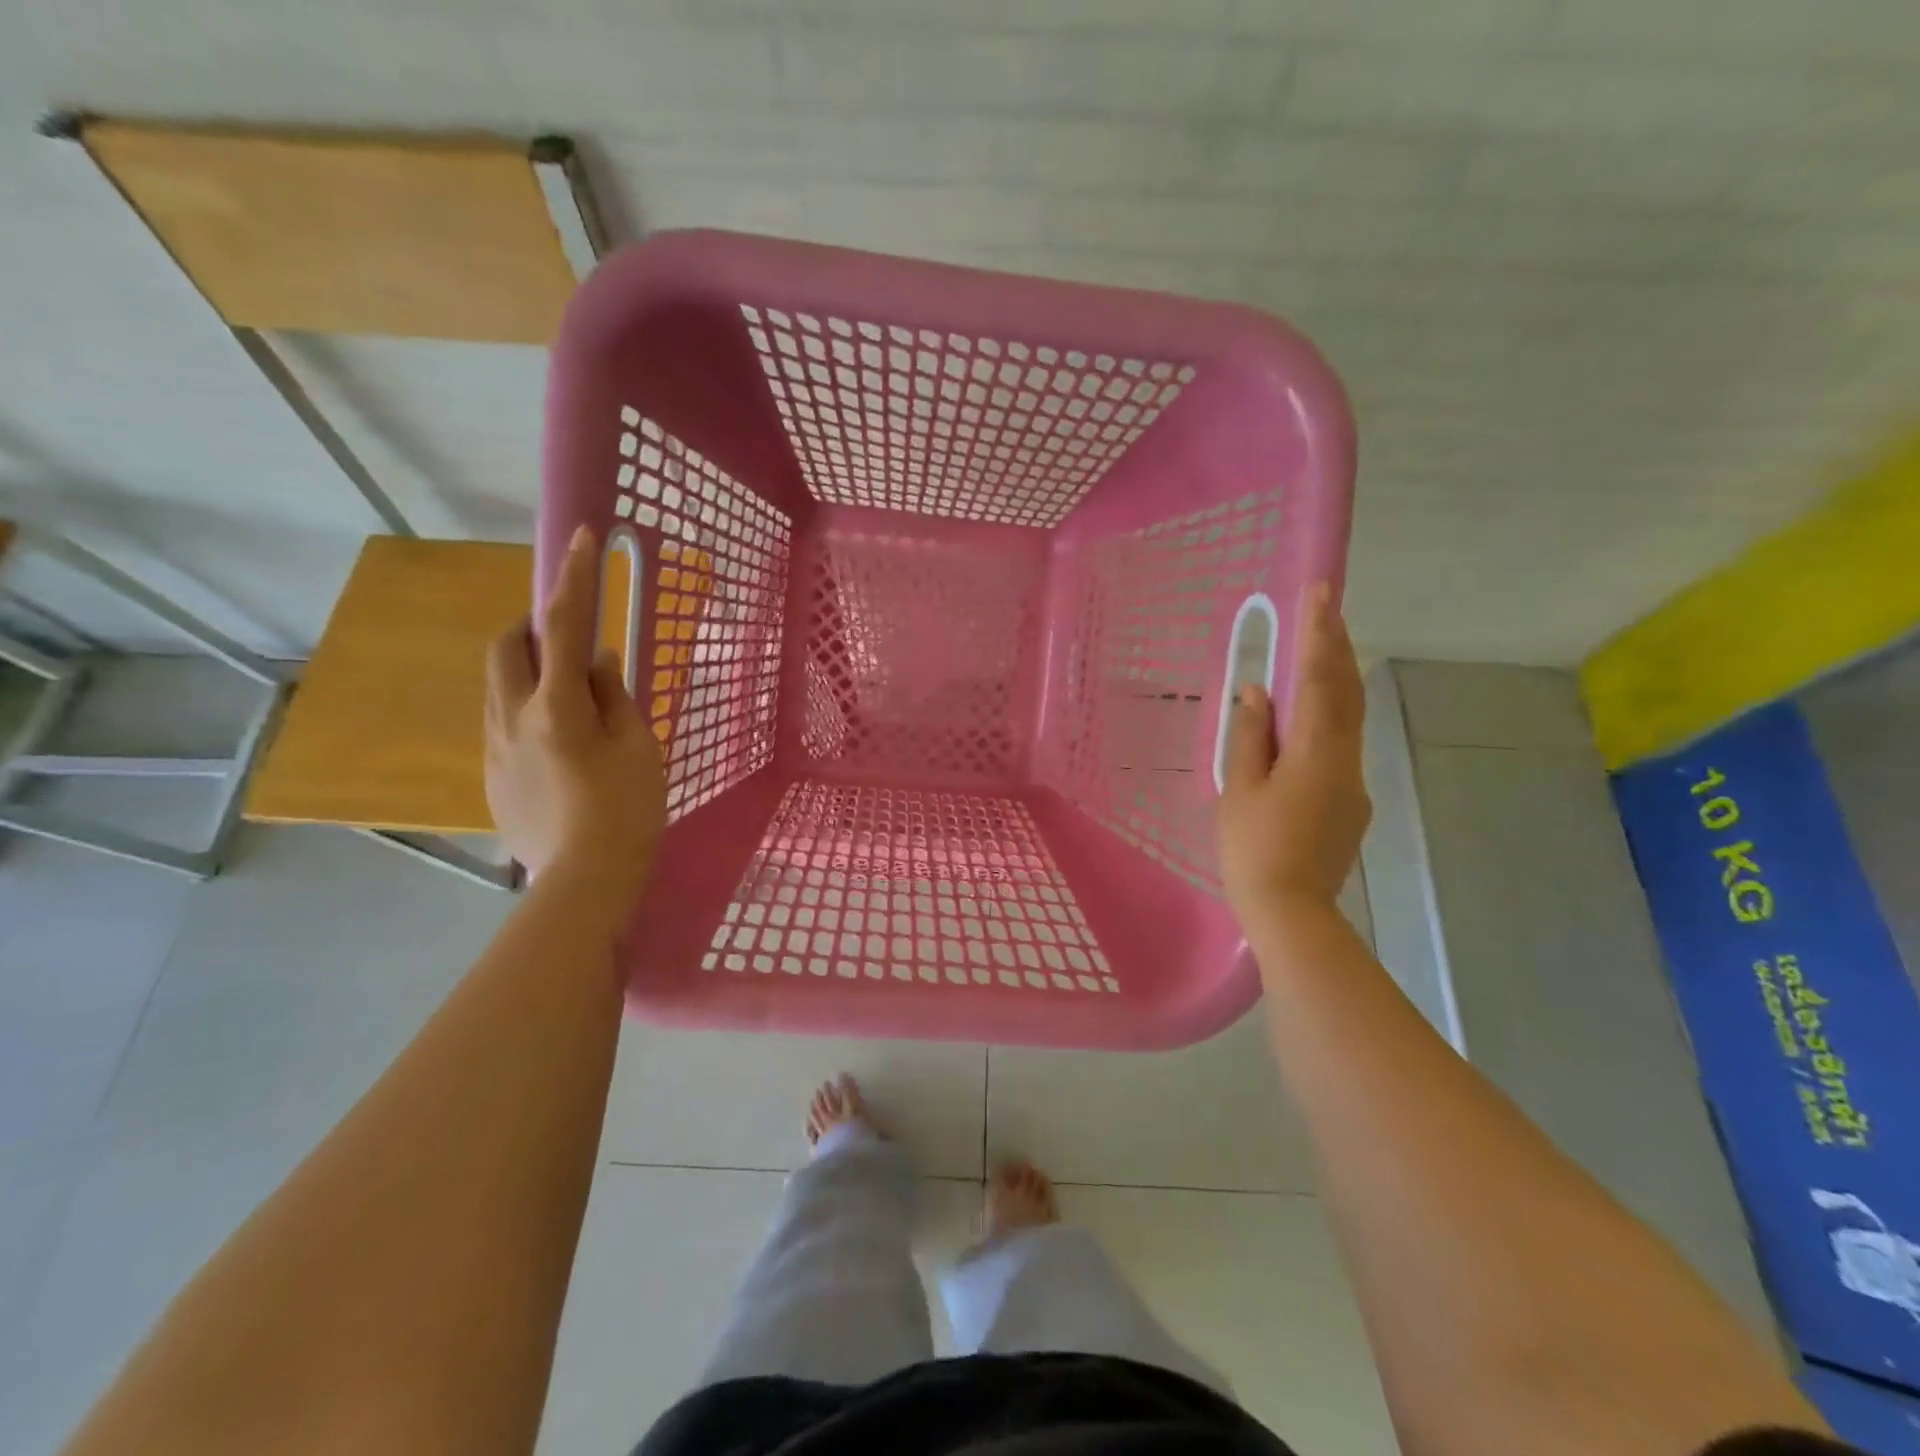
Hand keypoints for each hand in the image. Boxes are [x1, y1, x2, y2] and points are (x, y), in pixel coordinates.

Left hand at [486, 525, 665, 909]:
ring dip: (527, 670)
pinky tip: (560, 741)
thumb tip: (599, 662)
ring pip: (498, 686)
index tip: (579, 535)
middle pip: (506, 649)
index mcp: (556, 707)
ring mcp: (495, 749)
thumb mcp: (638, 747)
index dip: (573, 577)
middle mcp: (512, 718)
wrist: (584, 880)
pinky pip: (503, 721)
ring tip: (568, 692)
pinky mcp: (492, 776)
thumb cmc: (626, 810)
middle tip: (566, 635)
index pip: (564, 626)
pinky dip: (527, 708)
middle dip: (531, 626)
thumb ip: (615, 697)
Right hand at [1218, 584, 1369, 921]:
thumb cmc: (1253, 848)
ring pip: (1349, 719)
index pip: (1319, 679)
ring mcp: (1353, 783)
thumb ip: (1249, 737)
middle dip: (1337, 647)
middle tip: (1327, 609)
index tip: (1322, 590)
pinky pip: (1341, 746)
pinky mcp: (1351, 804)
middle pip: (1346, 692)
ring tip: (1319, 653)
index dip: (1319, 633)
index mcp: (1314, 752)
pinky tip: (1308, 723)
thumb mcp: (1239, 789)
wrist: (1291, 912)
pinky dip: (1329, 718)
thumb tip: (1256, 693)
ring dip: (1336, 681)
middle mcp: (1345, 759)